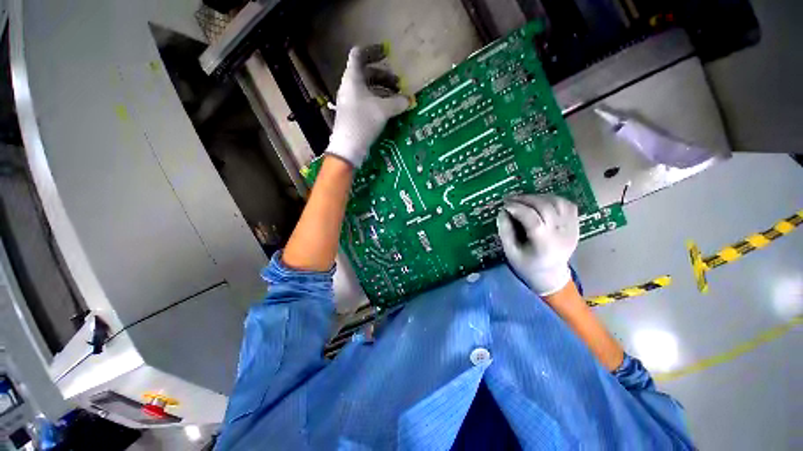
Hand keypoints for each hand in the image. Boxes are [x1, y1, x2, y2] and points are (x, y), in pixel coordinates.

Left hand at [327, 44, 411, 167]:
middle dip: (384, 77)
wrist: (348, 147)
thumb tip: (409, 100)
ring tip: (397, 99)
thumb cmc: (363, 121)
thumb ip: (398, 102)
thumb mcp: (383, 110)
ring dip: (383, 91)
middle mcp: (350, 87)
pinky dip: (379, 102)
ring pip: (368, 89)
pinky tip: (389, 110)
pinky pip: (368, 102)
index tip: (387, 53)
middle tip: (399, 85)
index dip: (373, 51)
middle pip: (367, 73)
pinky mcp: (354, 115)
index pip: (359, 55)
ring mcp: (351, 101)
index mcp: (353, 78)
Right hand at [497, 195, 579, 295]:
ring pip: (558, 202)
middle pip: (545, 207)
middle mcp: (561, 233)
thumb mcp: (511, 252)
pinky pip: (567, 204)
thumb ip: (505, 232)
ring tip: (524, 200)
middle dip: (525, 199)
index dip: (517, 208)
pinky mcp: (575, 224)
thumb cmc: (527, 264)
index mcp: (544, 244)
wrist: (551, 274)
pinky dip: (552, 199)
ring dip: (538, 197)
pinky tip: (540, 202)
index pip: (532, 219)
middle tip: (510, 199)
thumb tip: (502, 212)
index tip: (504, 205)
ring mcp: (571, 228)